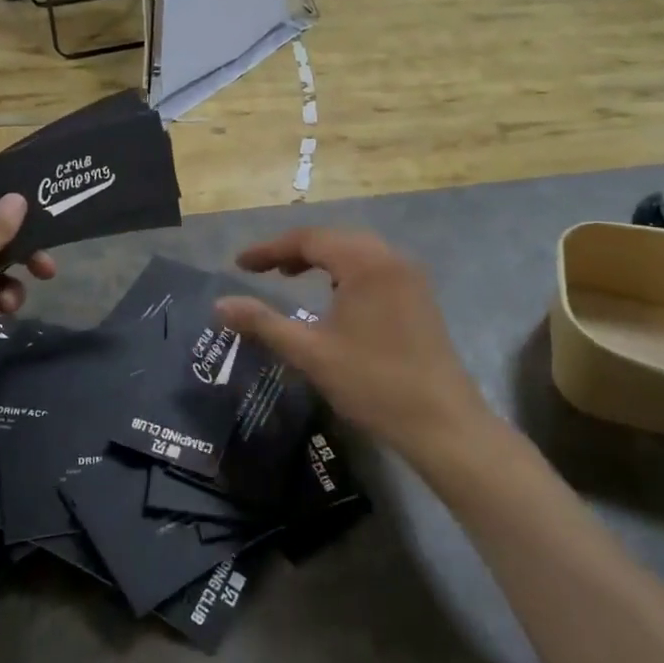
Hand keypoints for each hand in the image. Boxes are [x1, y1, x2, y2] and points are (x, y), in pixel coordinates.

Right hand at [214, 228, 490, 459]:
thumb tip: (220, 305)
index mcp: (365, 263)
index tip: (239, 264)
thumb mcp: (310, 353)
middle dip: (294, 250)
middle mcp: (390, 258)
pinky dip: (345, 271)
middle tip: (263, 269)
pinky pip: (374, 266)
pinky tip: (334, 296)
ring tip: (290, 277)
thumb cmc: (373, 383)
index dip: (269, 249)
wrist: (443, 424)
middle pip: (333, 238)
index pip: (308, 239)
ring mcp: (410, 276)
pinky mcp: (419, 295)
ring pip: (355, 251)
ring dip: (320, 259)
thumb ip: (263, 323)